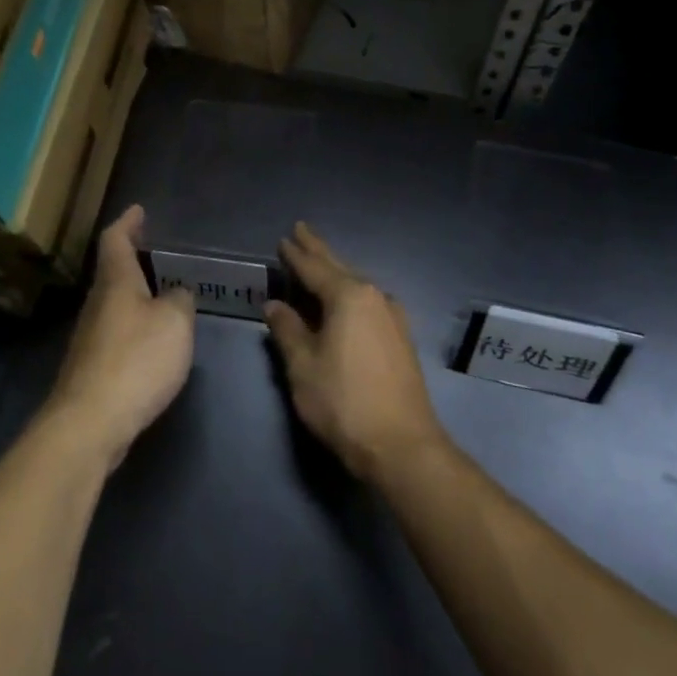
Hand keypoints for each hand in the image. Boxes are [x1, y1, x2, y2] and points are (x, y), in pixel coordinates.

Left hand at [48, 205, 195, 466]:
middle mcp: (97, 304)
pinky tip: (152, 342)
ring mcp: (90, 338)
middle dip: (132, 260)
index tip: (138, 210)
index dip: (127, 223)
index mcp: (116, 283)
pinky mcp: (91, 369)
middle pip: (112, 273)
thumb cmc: (136, 360)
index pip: (115, 241)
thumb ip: (180, 301)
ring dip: (134, 295)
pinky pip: (116, 333)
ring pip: (113, 304)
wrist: (90, 423)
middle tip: (156, 254)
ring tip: (162, 296)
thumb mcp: (175, 323)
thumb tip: (176, 295)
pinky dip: (134, 326)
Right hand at [264, 223, 444, 481]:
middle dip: (318, 250)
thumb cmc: (344, 402)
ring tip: (318, 262)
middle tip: (302, 231)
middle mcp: (374, 297)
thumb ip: (288, 330)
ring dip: (335, 271)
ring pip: (357, 284)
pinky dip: (349, 293)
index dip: (296, 255)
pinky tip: (346, 300)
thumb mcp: (303, 366)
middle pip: (340, 267)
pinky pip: (368, 302)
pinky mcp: (400, 338)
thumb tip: (275, 304)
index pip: (314, 268)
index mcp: (349, 296)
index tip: (284, 238)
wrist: (402, 445)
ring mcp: (393, 317)